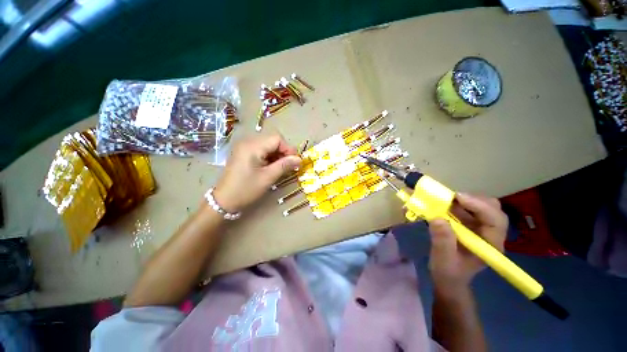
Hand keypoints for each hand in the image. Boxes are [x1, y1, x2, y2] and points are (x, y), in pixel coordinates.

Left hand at [213, 133, 300, 212]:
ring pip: (268, 145)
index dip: (288, 149)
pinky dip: (269, 157)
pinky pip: (261, 150)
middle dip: (283, 152)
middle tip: (289, 166)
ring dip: (277, 155)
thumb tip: (300, 159)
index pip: (277, 139)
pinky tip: (272, 167)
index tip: (294, 162)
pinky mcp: (243, 153)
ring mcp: (244, 147)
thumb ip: (285, 165)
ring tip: (281, 168)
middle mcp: (247, 142)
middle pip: (272, 140)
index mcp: (253, 146)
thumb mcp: (268, 177)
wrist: (224, 200)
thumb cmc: (246, 189)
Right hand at [428, 193, 507, 294]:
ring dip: (464, 200)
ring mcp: (480, 228)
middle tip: (451, 197)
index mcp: (491, 244)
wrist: (448, 278)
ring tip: (445, 199)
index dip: (479, 206)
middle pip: (492, 208)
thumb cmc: (449, 272)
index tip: (458, 198)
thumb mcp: (444, 259)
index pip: (495, 220)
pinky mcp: (470, 225)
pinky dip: (456, 203)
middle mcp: (490, 233)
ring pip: (481, 205)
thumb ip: (443, 241)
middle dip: (473, 199)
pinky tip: (444, 205)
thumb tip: (437, 218)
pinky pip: (467, 208)